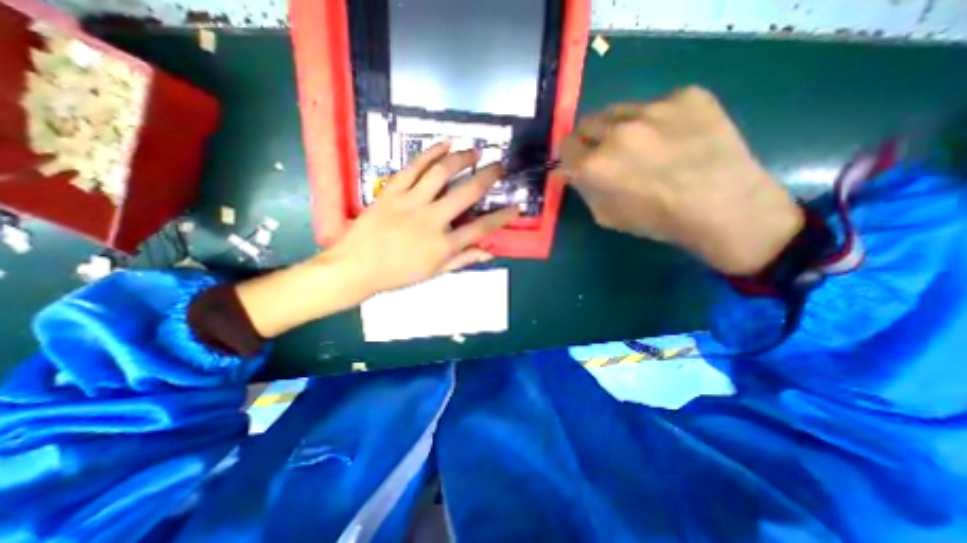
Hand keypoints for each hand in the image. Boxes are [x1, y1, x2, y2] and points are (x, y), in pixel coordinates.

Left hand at [238, 144, 517, 339]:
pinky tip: (445, 144)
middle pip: (468, 193)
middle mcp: (432, 220)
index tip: (516, 208)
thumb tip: (489, 252)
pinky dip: (431, 153)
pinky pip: (414, 167)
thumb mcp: (434, 273)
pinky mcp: (392, 191)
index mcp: (444, 245)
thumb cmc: (397, 274)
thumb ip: (463, 260)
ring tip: (475, 151)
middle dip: (489, 177)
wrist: (356, 267)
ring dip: (463, 158)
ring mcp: (411, 203)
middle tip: (500, 167)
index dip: (503, 217)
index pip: (482, 228)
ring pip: (442, 173)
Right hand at [560, 88, 802, 276]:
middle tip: (606, 151)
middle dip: (590, 137)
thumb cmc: (657, 220)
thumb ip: (585, 189)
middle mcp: (616, 132)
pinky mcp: (686, 95)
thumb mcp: (606, 215)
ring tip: (643, 143)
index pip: (565, 146)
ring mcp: (652, 108)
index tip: (576, 160)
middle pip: (587, 122)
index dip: (569, 154)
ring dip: (620, 126)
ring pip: (619, 110)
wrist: (724, 206)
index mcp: (594, 165)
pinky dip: (658, 120)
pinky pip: (658, 104)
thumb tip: (574, 172)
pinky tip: (677, 137)